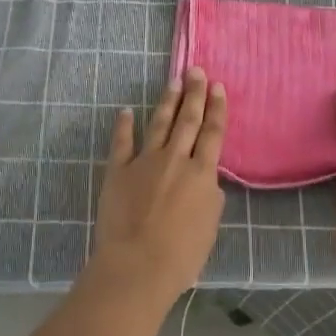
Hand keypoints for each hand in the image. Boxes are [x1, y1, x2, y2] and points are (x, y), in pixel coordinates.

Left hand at [89, 66, 226, 306]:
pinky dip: (123, 126)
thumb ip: (210, 197)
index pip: (213, 133)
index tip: (217, 86)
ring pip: (158, 124)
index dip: (217, 108)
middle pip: (188, 120)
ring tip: (173, 81)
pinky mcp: (118, 171)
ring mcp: (144, 162)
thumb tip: (206, 179)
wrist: (137, 265)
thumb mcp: (209, 226)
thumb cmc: (181, 255)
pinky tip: (125, 111)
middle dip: (194, 94)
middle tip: (195, 71)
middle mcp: (175, 159)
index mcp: (201, 174)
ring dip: (167, 102)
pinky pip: (122, 143)